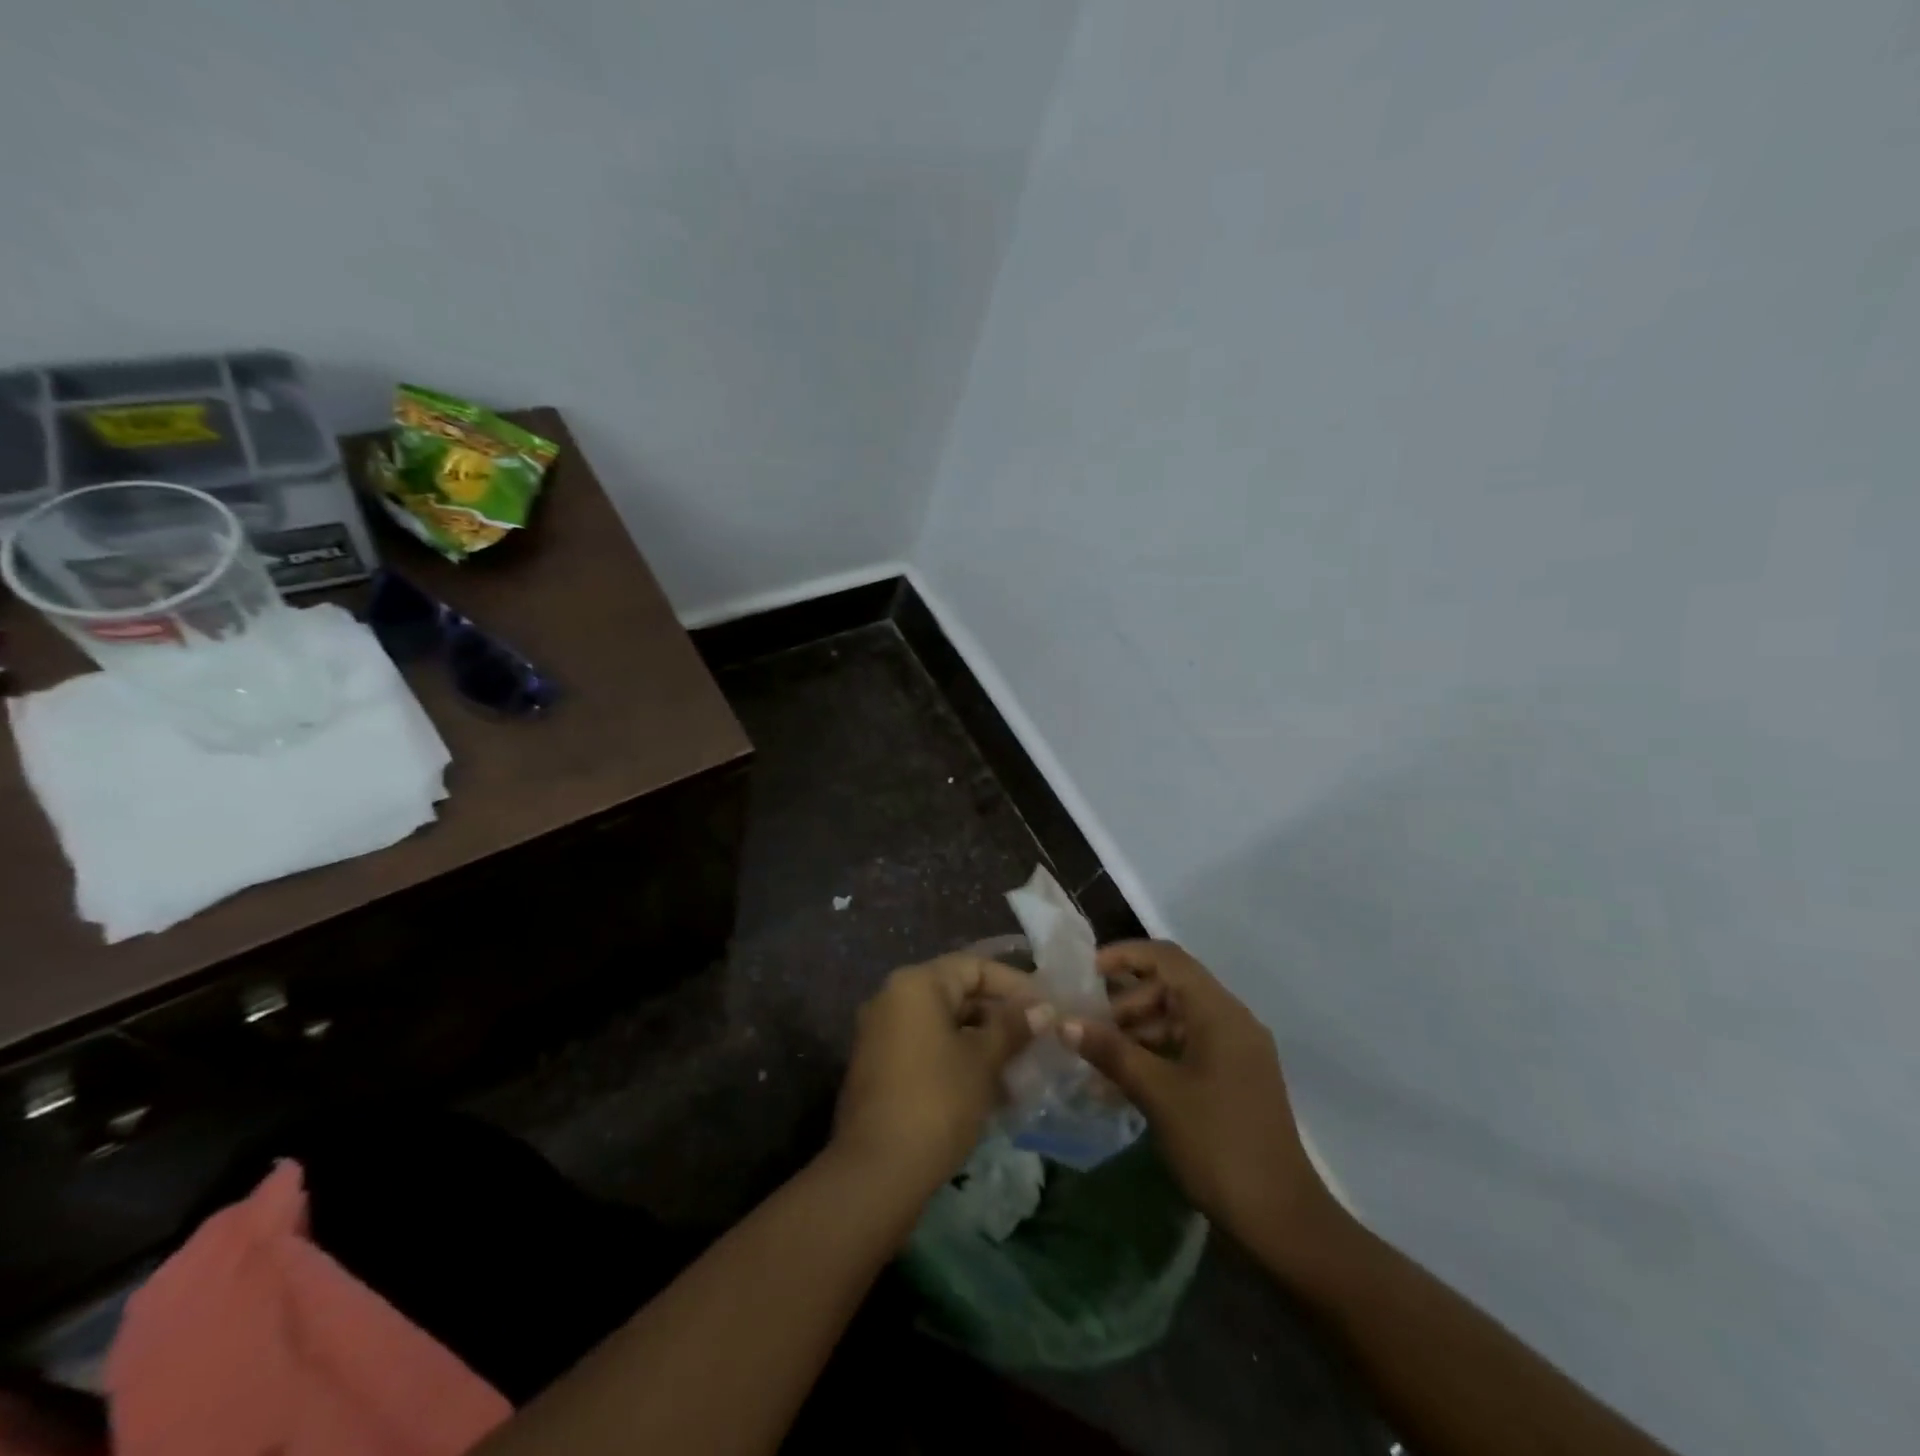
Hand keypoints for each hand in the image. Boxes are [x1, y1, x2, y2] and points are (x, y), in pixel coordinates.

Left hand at [834, 955, 1045, 1200]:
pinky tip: (992, 1090)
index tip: (1048, 1007)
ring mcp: (882, 1034)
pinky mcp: (880, 1068)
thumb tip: (1042, 1008)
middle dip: (1000, 1017)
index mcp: (916, 984)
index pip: (974, 967)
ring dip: (983, 1043)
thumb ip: (1013, 1027)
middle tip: (1039, 1040)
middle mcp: (893, 998)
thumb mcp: (983, 1061)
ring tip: (1022, 1070)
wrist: (876, 1171)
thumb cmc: (937, 1101)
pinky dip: (958, 1061)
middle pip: (957, 994)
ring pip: (944, 1025)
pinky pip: (927, 1049)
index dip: (1014, 984)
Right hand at [1064, 940, 1334, 1243]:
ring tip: (1096, 1060)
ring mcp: (1235, 1052)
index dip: (1125, 955)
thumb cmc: (1217, 1144)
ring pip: (1176, 1020)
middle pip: (1170, 988)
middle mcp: (1231, 1021)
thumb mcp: (1157, 1094)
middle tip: (1087, 1028)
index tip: (1086, 972)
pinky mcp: (1233, 1079)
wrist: (1280, 1220)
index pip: (1167, 958)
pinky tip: (1121, 1084)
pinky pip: (1186, 1049)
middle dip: (1125, 1003)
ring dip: (1135, 1033)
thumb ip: (1110, 1052)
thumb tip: (1065, 1022)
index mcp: (1219, 1012)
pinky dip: (1154, 1057)